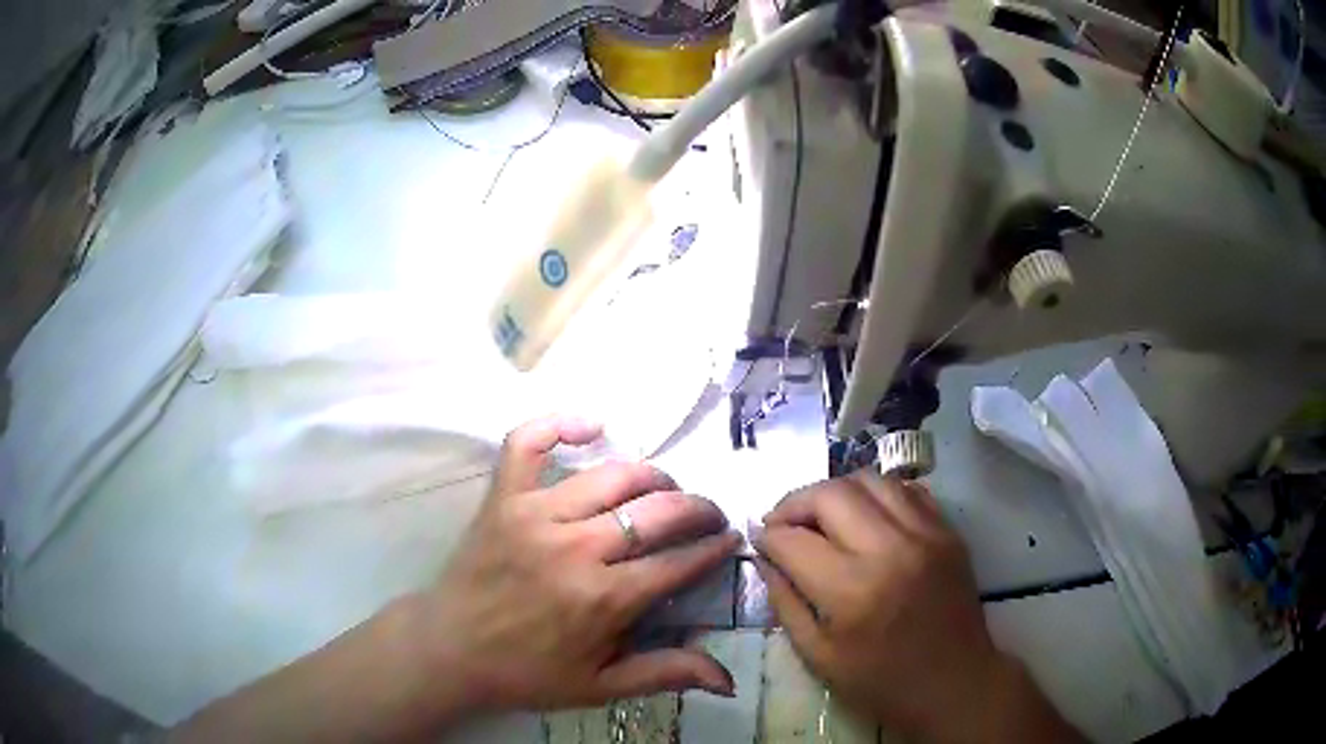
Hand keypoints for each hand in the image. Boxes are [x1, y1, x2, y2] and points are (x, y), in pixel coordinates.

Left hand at [412, 415, 741, 715]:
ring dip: (651, 475)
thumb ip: (665, 675)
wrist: (449, 649)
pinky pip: (528, 442)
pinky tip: (592, 426)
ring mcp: (535, 514)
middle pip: (656, 511)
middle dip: (697, 508)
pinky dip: (559, 423)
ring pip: (611, 475)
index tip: (730, 540)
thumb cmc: (526, 672)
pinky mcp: (502, 497)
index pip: (678, 562)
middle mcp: (575, 547)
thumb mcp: (600, 686)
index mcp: (603, 598)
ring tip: (664, 488)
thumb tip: (728, 680)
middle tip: (708, 514)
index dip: (713, 548)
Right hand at [754, 472, 1079, 743]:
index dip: (767, 536)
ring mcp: (925, 534)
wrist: (955, 683)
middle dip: (794, 503)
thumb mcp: (818, 656)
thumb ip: (785, 603)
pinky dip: (877, 495)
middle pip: (830, 493)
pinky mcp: (947, 531)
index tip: (760, 540)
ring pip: (869, 479)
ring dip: (835, 492)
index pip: (793, 539)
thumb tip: (766, 558)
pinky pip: (906, 490)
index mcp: (852, 590)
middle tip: (783, 523)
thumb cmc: (881, 682)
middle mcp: (890, 549)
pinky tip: (866, 517)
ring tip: (822, 516)